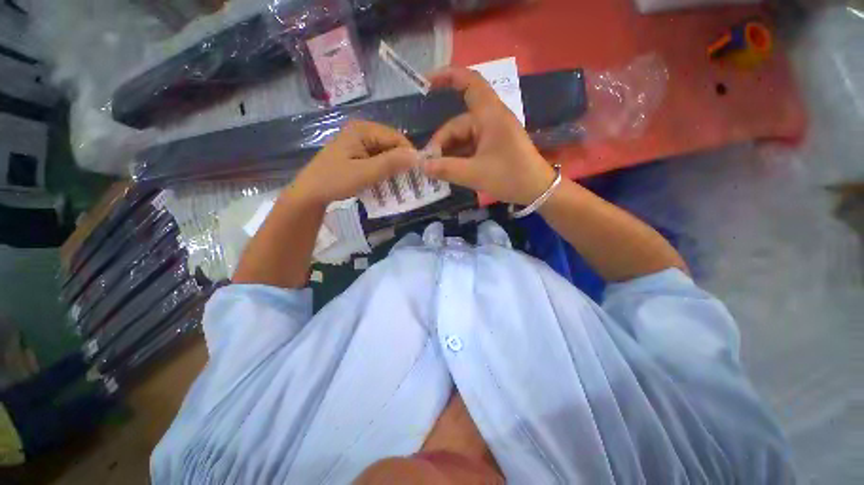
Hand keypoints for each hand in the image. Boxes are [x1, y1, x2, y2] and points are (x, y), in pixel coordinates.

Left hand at [289, 120, 418, 204]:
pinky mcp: (358, 155)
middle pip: (391, 145)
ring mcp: (359, 144)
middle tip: (410, 181)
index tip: (417, 173)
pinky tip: (387, 182)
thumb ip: (390, 163)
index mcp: (362, 130)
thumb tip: (417, 157)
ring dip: (394, 169)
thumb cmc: (335, 181)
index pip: (396, 138)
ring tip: (401, 184)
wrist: (310, 193)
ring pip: (386, 154)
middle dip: (401, 162)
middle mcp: (362, 132)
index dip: (408, 154)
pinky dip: (384, 171)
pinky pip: (378, 161)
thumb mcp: (365, 173)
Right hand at [421, 68, 555, 205]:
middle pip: (458, 123)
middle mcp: (490, 119)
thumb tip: (422, 165)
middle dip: (441, 143)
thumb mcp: (475, 174)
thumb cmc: (510, 177)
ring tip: (437, 170)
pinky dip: (459, 157)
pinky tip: (450, 170)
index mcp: (490, 116)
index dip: (447, 77)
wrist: (537, 190)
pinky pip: (470, 146)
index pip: (469, 83)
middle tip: (429, 164)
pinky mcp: (493, 146)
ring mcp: (492, 133)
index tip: (425, 83)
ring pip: (462, 137)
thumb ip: (446, 169)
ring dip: (449, 152)